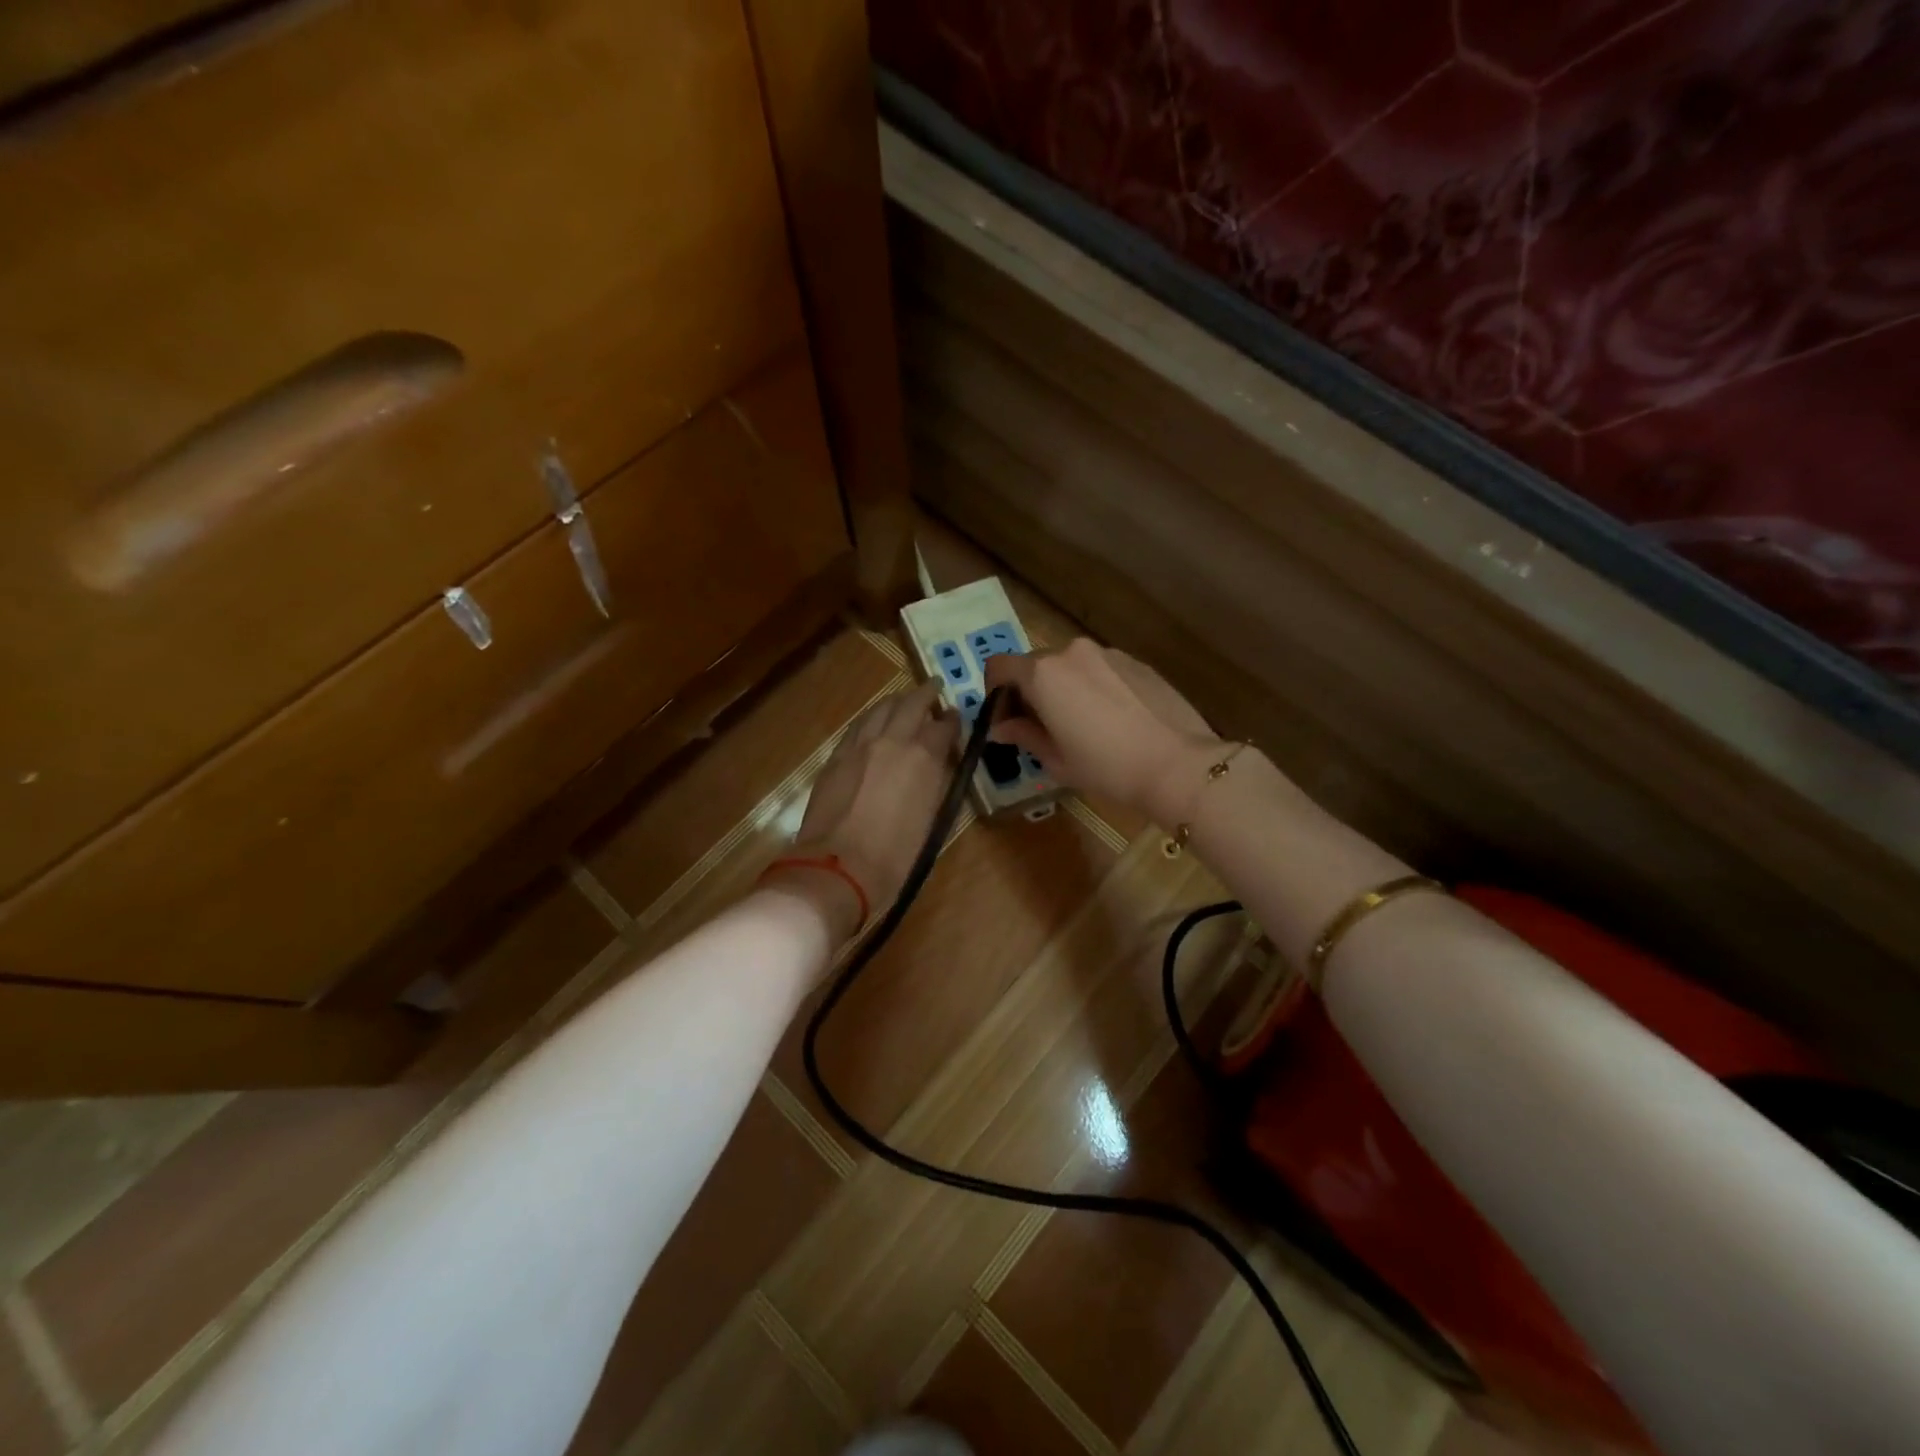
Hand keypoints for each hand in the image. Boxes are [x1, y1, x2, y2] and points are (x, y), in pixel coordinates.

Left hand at [771, 681, 958, 939]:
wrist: (839, 866)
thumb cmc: (895, 855)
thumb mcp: (931, 820)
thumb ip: (935, 783)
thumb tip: (936, 766)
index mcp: (924, 757)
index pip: (944, 727)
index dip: (952, 720)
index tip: (955, 716)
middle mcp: (893, 741)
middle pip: (911, 704)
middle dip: (925, 694)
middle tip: (933, 687)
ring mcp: (860, 745)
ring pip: (880, 709)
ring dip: (895, 701)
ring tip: (903, 698)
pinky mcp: (836, 757)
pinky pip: (857, 726)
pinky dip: (871, 718)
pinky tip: (872, 721)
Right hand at [984, 639, 1220, 824]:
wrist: (1177, 764)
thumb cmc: (1106, 767)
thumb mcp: (1056, 759)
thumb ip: (1024, 735)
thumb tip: (1001, 727)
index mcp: (1043, 674)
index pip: (999, 666)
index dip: (994, 692)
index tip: (1005, 720)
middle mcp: (1071, 652)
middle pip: (1034, 664)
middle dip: (1029, 691)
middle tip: (1040, 727)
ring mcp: (1107, 653)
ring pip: (1069, 666)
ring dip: (1063, 688)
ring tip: (1080, 724)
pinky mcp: (1135, 661)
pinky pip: (1099, 669)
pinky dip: (1093, 686)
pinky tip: (1111, 719)